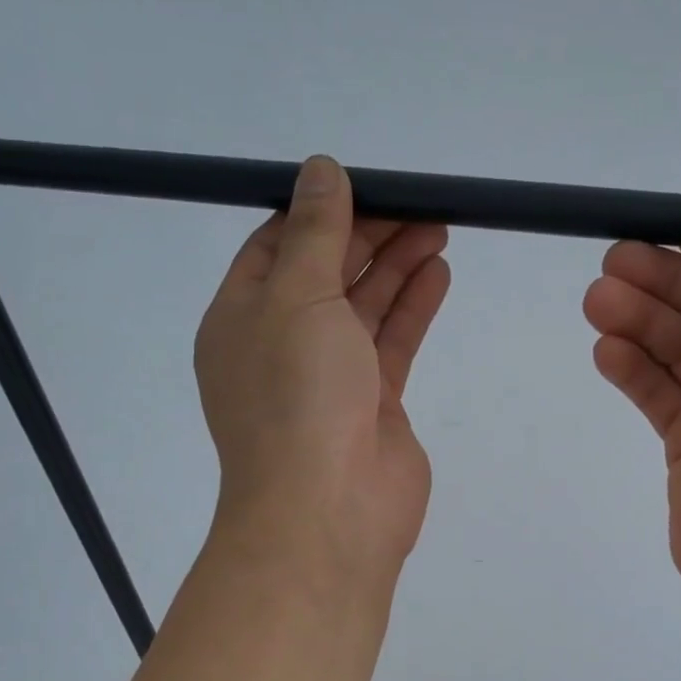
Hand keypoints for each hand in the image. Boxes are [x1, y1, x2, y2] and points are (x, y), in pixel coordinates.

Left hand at [195, 156, 450, 583]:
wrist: (328, 512)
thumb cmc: (297, 397)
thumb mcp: (297, 298)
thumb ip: (315, 234)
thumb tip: (320, 169)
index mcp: (241, 320)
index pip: (274, 249)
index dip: (316, 213)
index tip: (361, 184)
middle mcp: (282, 346)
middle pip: (326, 274)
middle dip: (368, 235)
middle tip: (416, 202)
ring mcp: (330, 379)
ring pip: (364, 308)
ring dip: (396, 266)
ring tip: (438, 226)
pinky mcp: (374, 405)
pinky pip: (391, 344)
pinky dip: (412, 308)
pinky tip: (437, 272)